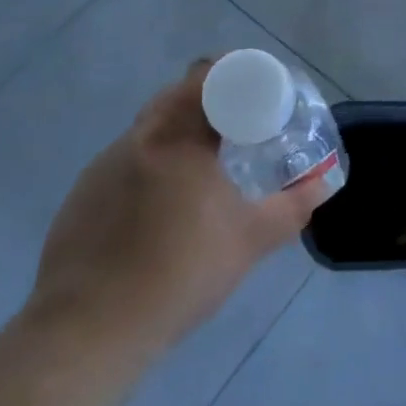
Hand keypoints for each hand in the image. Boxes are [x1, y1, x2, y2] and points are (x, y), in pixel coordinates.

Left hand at [28, 60, 331, 352]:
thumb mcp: (250, 241)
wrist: (87, 331)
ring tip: (206, 168)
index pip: (209, 74)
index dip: (238, 74)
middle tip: (242, 128)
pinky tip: (163, 207)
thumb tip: (322, 185)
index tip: (260, 96)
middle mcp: (140, 137)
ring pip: (151, 126)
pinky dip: (154, 164)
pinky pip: (128, 158)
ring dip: (182, 132)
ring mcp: (105, 164)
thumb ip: (292, 207)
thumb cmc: (179, 274)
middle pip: (179, 93)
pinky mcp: (84, 193)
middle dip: (213, 102)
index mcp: (179, 136)